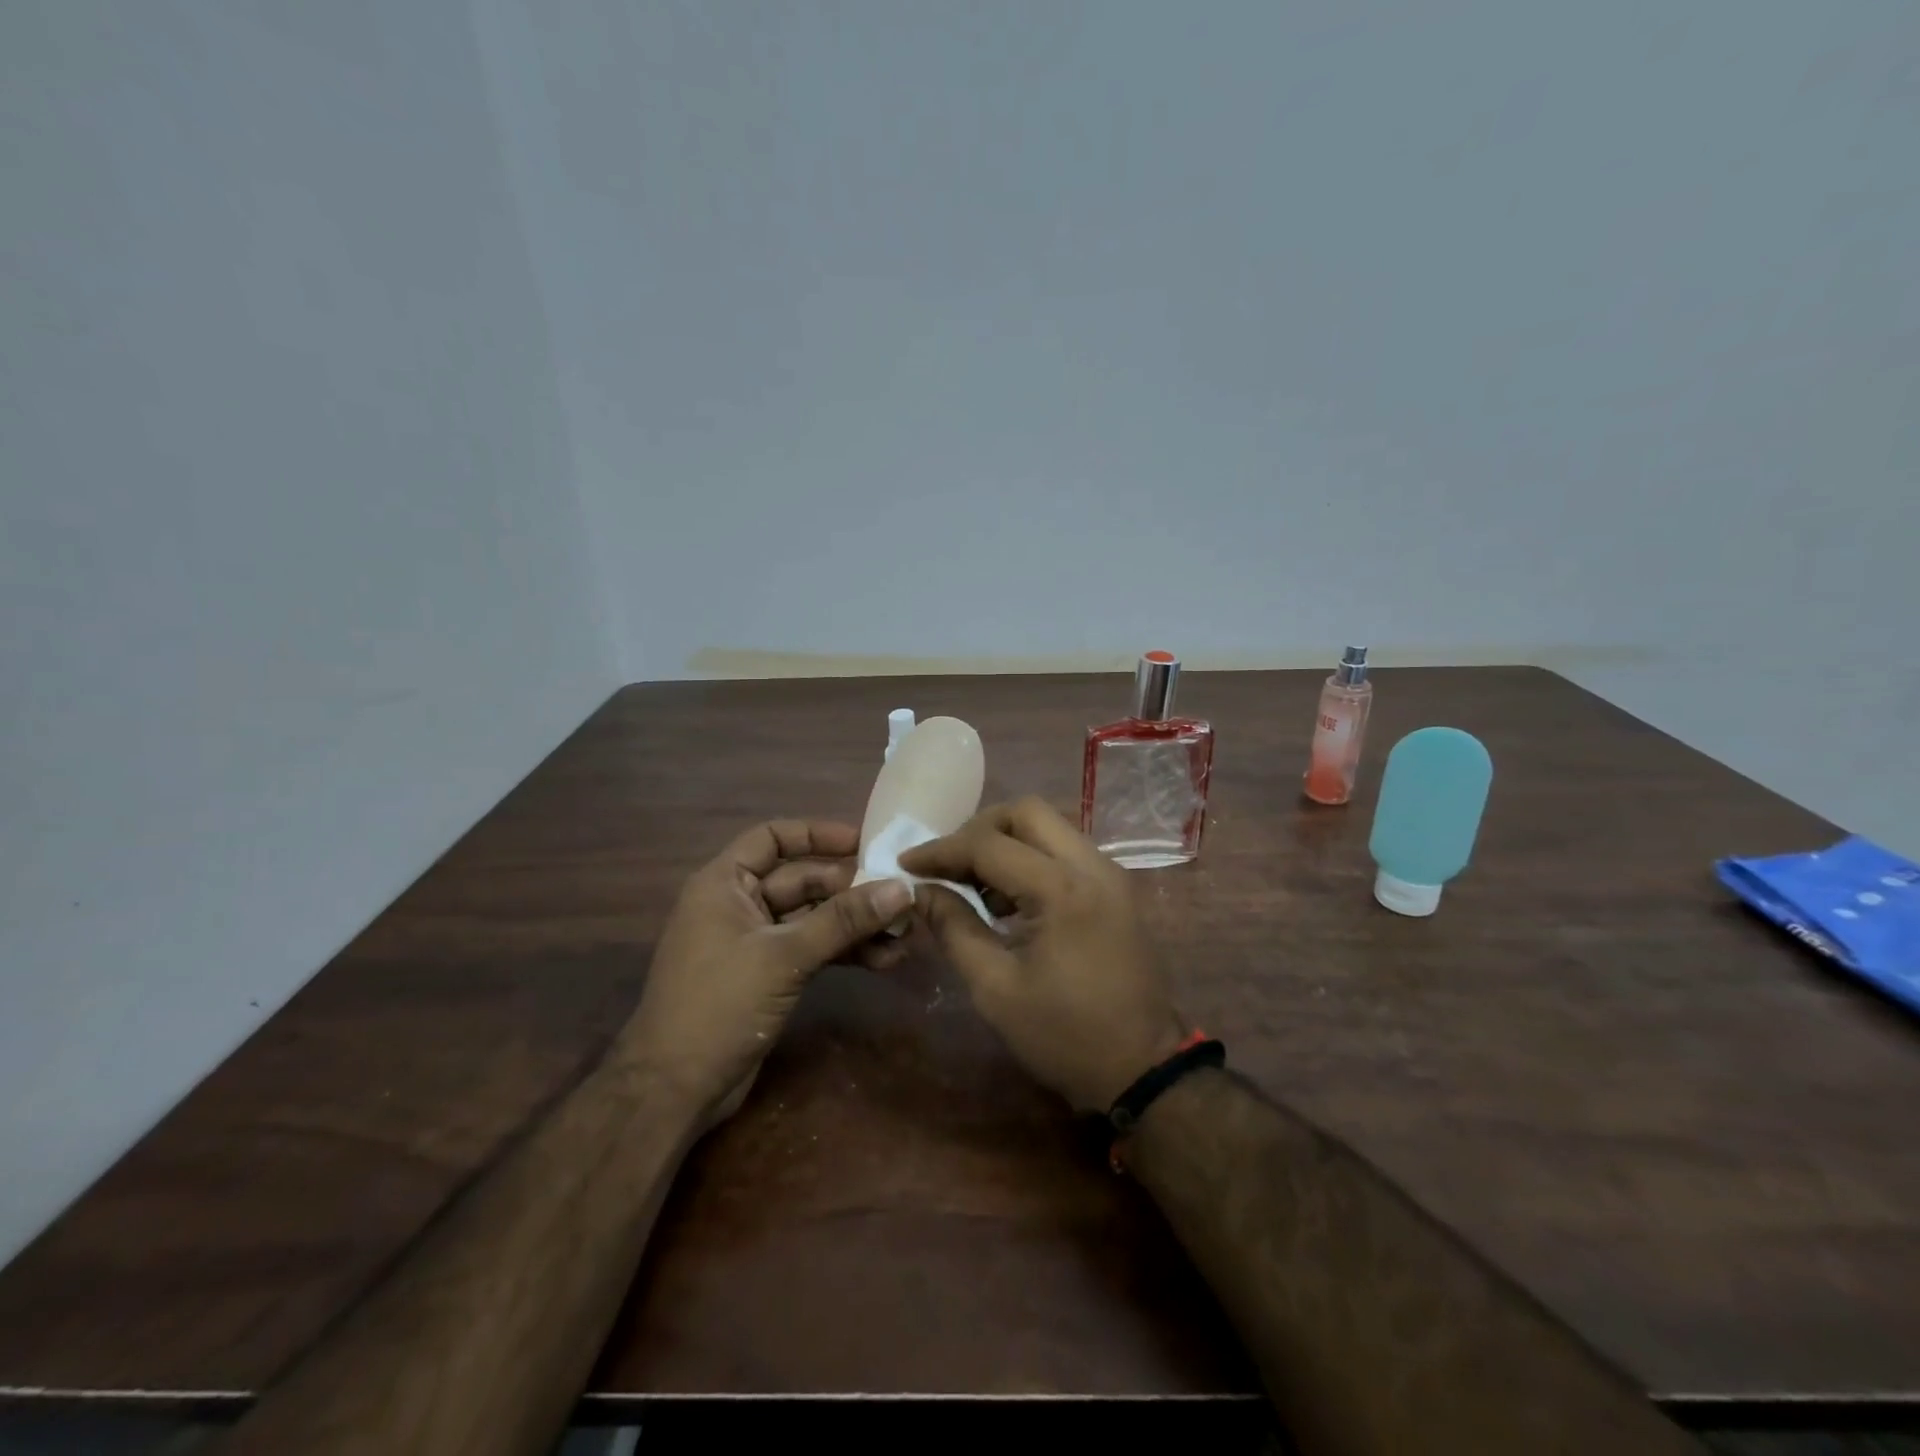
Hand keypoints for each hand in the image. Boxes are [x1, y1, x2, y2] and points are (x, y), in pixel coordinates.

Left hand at [622, 820, 912, 1129]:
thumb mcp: (784, 956)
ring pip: (813, 918)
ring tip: (903, 934)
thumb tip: (902, 888)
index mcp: (725, 884)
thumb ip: (843, 920)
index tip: (865, 841)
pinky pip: (812, 949)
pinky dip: (843, 952)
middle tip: (900, 897)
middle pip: (802, 881)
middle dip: (851, 890)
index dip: (818, 834)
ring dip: (854, 925)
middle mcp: (738, 905)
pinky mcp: (768, 975)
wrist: (674, 1090)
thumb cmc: (719, 1005)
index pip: (773, 838)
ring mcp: (754, 942)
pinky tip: (884, 960)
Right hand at [899, 797, 1187, 1111]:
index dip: (941, 850)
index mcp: (1062, 890)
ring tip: (973, 884)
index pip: (989, 845)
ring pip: (1049, 827)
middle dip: (978, 829)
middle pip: (1026, 813)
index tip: (906, 862)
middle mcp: (1092, 866)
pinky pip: (1065, 850)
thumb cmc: (1065, 1035)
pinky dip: (1031, 858)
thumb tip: (920, 891)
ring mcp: (1110, 874)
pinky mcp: (1116, 888)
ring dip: (1006, 842)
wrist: (1144, 1069)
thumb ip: (953, 929)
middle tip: (948, 865)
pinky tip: (1008, 898)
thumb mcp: (995, 989)